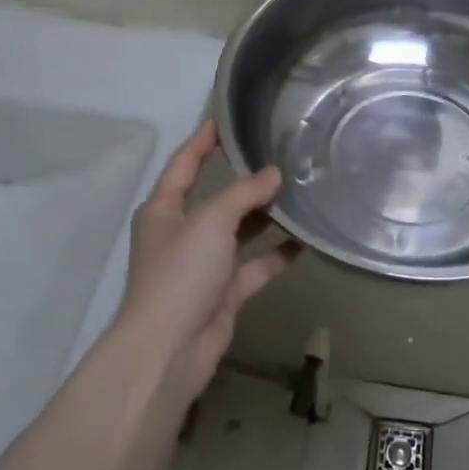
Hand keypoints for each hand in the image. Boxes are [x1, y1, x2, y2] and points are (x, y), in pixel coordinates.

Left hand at [120, 121, 299, 399]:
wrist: (169, 351)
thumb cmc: (181, 273)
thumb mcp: (211, 221)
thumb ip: (244, 193)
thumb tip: (273, 173)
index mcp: (164, 209)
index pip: (185, 163)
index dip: (204, 140)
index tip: (227, 118)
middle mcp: (182, 232)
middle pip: (216, 197)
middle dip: (245, 179)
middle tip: (280, 155)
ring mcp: (204, 264)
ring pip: (239, 230)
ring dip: (264, 215)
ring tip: (298, 192)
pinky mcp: (224, 292)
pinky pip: (255, 265)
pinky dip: (276, 254)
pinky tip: (304, 239)